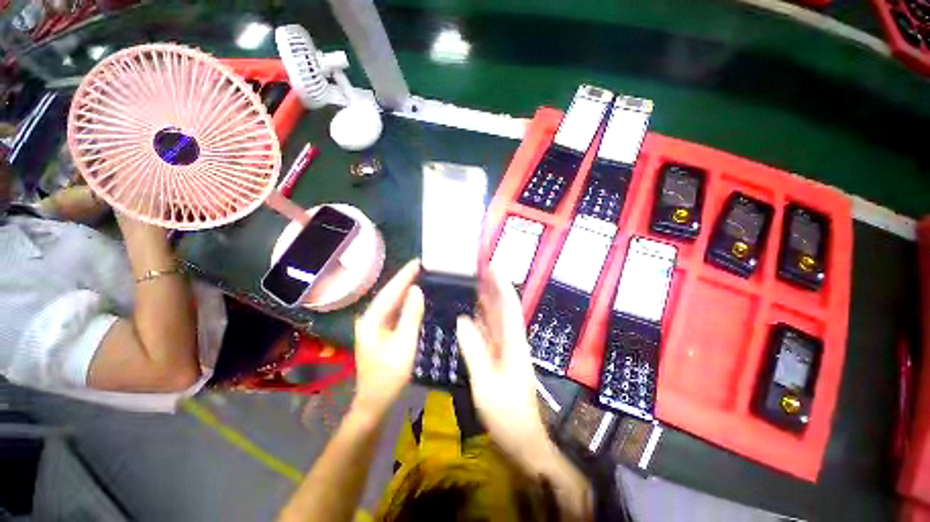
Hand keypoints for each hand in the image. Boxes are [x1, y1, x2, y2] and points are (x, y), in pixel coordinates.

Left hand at [353, 259, 424, 417]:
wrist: (375, 402)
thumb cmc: (389, 374)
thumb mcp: (404, 343)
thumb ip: (411, 314)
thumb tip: (417, 289)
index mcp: (371, 319)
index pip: (390, 291)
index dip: (404, 275)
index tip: (418, 261)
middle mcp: (370, 318)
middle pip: (390, 294)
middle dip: (405, 279)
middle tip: (423, 266)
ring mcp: (375, 326)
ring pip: (392, 302)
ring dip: (406, 290)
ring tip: (421, 276)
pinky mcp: (382, 332)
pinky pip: (395, 312)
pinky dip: (406, 303)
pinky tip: (415, 298)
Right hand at [456, 266, 548, 465]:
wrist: (523, 440)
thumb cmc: (507, 414)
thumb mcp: (487, 382)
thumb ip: (474, 350)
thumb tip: (462, 320)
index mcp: (514, 342)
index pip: (510, 306)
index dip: (502, 284)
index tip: (492, 266)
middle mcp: (512, 340)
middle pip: (503, 308)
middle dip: (493, 287)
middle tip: (477, 270)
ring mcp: (506, 349)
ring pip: (496, 319)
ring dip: (486, 301)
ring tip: (472, 285)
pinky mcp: (500, 357)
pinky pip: (489, 333)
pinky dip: (480, 320)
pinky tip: (469, 314)